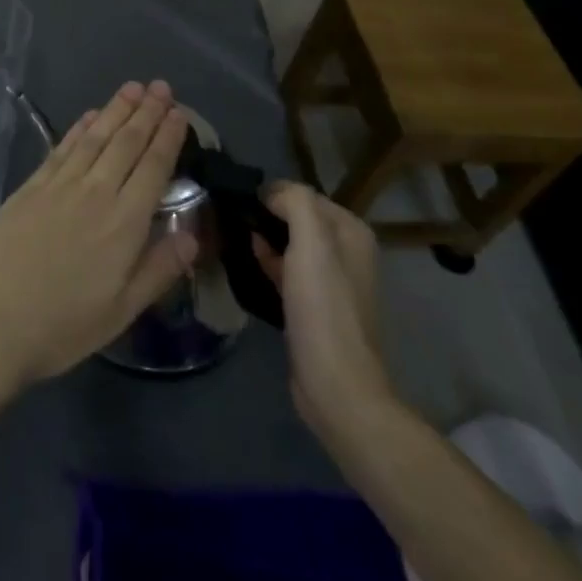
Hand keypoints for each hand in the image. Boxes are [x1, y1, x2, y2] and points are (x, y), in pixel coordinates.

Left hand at [0, 81, 195, 385]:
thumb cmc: (63, 324)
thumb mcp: (121, 310)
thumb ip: (159, 269)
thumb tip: (193, 234)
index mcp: (124, 223)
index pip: (152, 168)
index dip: (167, 137)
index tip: (179, 112)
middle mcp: (95, 192)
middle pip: (126, 143)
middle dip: (146, 112)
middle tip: (161, 86)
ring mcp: (60, 184)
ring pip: (95, 136)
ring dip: (115, 109)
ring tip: (132, 88)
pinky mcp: (32, 185)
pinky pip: (63, 146)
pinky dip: (80, 127)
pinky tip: (90, 115)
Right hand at [253, 182, 397, 435]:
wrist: (336, 387)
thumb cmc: (324, 309)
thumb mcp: (311, 244)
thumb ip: (295, 203)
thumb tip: (270, 193)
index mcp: (351, 232)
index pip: (302, 194)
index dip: (271, 195)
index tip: (239, 204)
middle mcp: (346, 252)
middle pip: (296, 218)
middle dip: (266, 216)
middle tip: (230, 220)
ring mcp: (332, 282)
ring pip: (289, 245)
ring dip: (264, 239)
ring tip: (231, 237)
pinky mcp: (315, 307)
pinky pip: (287, 271)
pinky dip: (268, 263)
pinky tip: (246, 264)